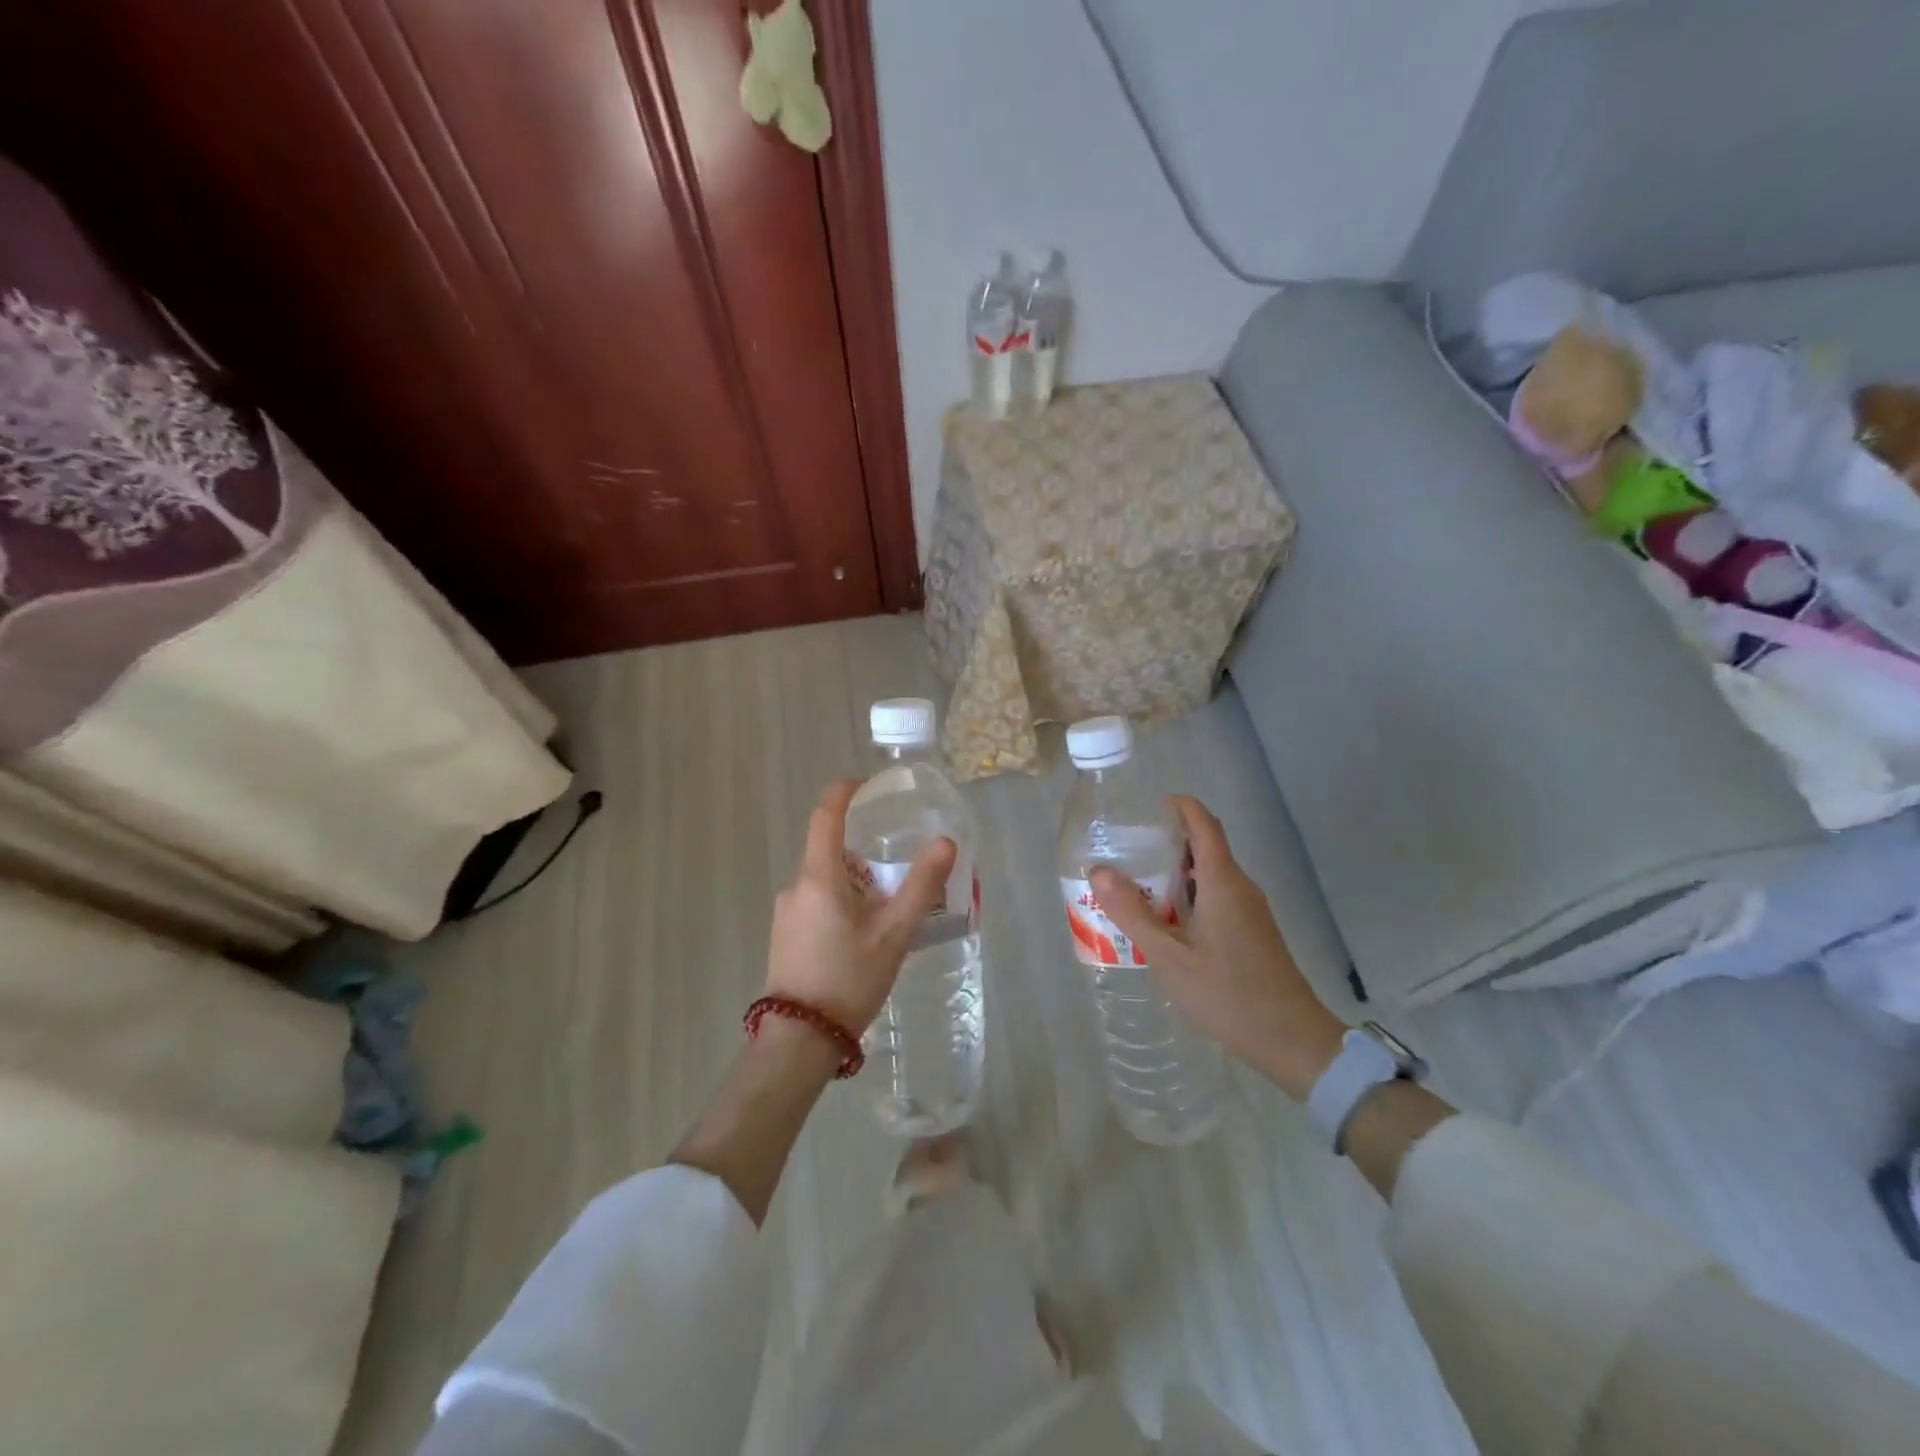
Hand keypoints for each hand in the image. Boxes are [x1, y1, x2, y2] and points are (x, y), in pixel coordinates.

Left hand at [765, 779, 955, 1036]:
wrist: (799, 1040)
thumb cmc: (848, 979)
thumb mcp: (894, 933)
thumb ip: (921, 886)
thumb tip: (946, 842)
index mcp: (819, 877)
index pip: (825, 816)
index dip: (843, 792)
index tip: (865, 783)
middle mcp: (796, 886)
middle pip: (828, 850)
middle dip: (861, 849)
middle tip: (895, 863)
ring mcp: (786, 912)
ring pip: (823, 879)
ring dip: (853, 880)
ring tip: (886, 905)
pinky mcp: (784, 935)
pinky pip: (815, 901)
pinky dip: (840, 901)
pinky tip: (862, 933)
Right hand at [1090, 796, 1344, 1100]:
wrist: (1292, 1040)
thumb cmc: (1227, 992)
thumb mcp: (1168, 955)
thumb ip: (1132, 913)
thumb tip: (1099, 871)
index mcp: (1223, 882)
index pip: (1205, 825)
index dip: (1182, 807)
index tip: (1152, 806)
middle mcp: (1241, 888)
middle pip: (1206, 848)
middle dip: (1169, 843)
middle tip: (1130, 854)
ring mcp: (1252, 912)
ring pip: (1212, 876)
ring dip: (1177, 874)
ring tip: (1139, 889)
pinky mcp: (1255, 934)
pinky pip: (1219, 898)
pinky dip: (1191, 897)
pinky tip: (1168, 925)